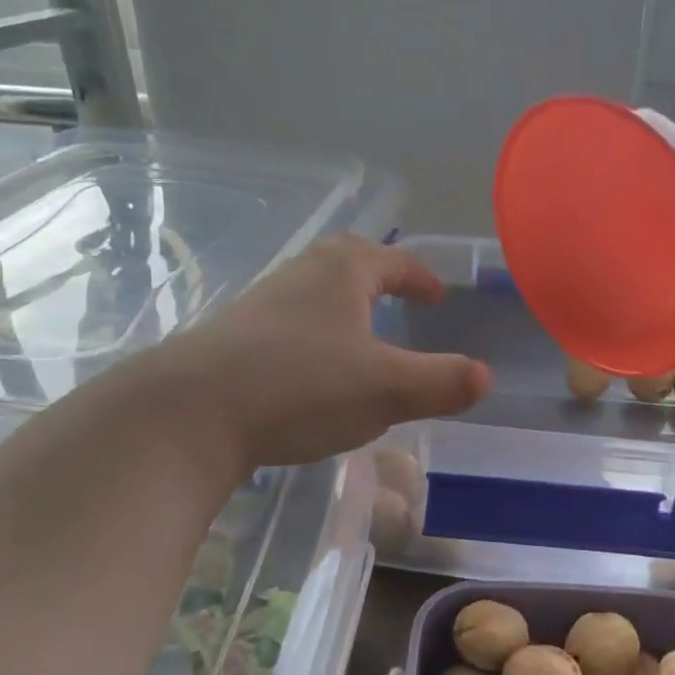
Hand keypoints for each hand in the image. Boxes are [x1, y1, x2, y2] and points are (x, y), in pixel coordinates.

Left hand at [129, 234, 489, 474]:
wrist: (189, 413)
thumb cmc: (301, 386)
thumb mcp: (387, 389)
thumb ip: (441, 382)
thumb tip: (485, 376)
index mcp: (343, 272)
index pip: (394, 261)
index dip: (421, 277)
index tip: (437, 295)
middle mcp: (301, 275)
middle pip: (348, 262)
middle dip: (379, 277)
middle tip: (400, 298)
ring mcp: (261, 304)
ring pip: (315, 293)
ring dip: (343, 306)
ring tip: (361, 336)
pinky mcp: (233, 337)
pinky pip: (289, 324)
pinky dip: (313, 335)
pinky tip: (312, 370)